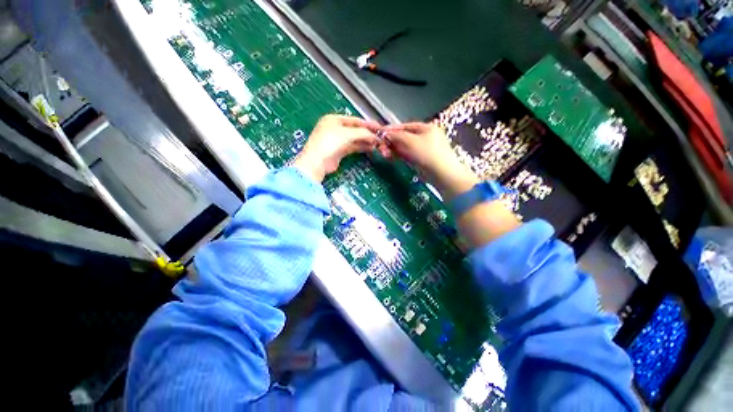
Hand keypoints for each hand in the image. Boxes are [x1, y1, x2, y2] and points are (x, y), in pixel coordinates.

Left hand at [294, 114, 380, 181]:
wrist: (317, 162)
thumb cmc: (330, 143)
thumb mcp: (347, 134)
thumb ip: (363, 133)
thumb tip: (375, 136)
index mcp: (334, 119)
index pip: (355, 120)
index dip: (368, 124)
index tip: (380, 128)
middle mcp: (335, 129)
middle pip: (355, 129)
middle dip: (367, 133)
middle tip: (380, 137)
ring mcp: (336, 141)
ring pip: (354, 139)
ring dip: (365, 141)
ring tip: (377, 144)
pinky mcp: (338, 152)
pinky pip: (352, 147)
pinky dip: (361, 147)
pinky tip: (370, 149)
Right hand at [381, 122, 477, 200]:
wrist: (442, 174)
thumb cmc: (428, 154)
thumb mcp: (411, 142)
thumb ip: (397, 136)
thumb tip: (385, 133)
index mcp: (426, 128)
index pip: (405, 126)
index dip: (392, 129)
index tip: (380, 133)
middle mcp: (426, 136)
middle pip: (405, 137)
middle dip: (392, 141)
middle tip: (381, 147)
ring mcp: (425, 149)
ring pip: (406, 147)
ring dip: (395, 149)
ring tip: (385, 153)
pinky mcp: (423, 160)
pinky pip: (409, 155)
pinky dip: (400, 155)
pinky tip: (392, 158)